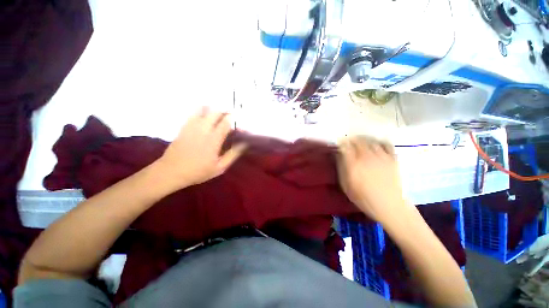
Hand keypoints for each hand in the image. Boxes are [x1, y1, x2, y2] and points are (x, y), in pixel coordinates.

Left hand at [157, 108, 245, 188]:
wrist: (171, 171)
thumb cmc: (198, 171)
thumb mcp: (220, 167)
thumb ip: (232, 155)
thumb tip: (244, 145)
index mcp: (214, 140)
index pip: (225, 123)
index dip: (233, 119)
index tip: (238, 118)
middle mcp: (203, 130)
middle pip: (215, 113)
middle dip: (224, 110)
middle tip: (230, 113)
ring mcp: (192, 127)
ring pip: (203, 110)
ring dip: (213, 108)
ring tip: (218, 111)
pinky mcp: (184, 127)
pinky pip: (193, 113)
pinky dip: (200, 110)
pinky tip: (204, 112)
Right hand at [337, 136, 406, 223]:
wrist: (389, 205)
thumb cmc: (363, 197)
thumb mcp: (346, 185)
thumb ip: (341, 168)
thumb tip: (338, 156)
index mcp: (353, 164)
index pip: (345, 146)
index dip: (341, 143)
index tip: (339, 143)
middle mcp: (366, 156)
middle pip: (358, 141)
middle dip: (351, 139)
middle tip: (348, 141)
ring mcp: (381, 156)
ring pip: (370, 141)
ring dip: (363, 138)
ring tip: (360, 140)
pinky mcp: (392, 158)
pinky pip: (386, 144)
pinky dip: (379, 141)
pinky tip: (376, 143)